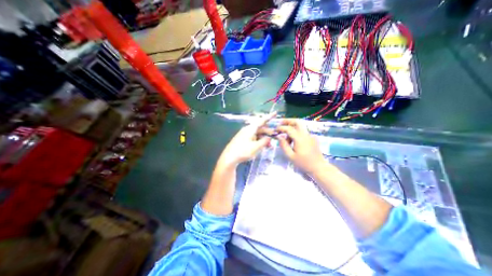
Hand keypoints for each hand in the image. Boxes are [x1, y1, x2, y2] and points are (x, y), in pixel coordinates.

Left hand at [219, 113, 275, 166]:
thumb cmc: (243, 151)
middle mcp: (247, 130)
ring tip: (269, 146)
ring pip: (257, 134)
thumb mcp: (256, 147)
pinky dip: (259, 141)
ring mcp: (244, 135)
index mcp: (250, 129)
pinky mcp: (243, 140)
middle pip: (260, 128)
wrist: (229, 158)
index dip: (269, 117)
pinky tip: (262, 147)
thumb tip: (269, 137)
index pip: (262, 121)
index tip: (276, 113)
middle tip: (275, 138)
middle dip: (268, 133)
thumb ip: (264, 141)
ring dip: (264, 139)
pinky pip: (253, 138)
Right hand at [275, 119, 327, 173]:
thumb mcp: (290, 156)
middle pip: (297, 122)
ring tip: (287, 139)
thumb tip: (279, 137)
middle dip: (288, 121)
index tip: (276, 129)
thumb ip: (284, 145)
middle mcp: (306, 134)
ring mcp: (310, 136)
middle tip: (281, 123)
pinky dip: (297, 133)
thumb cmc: (303, 163)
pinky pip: (303, 132)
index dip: (281, 128)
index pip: (289, 129)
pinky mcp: (313, 138)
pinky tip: (294, 141)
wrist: (318, 167)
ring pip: (300, 126)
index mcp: (300, 139)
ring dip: (292, 128)